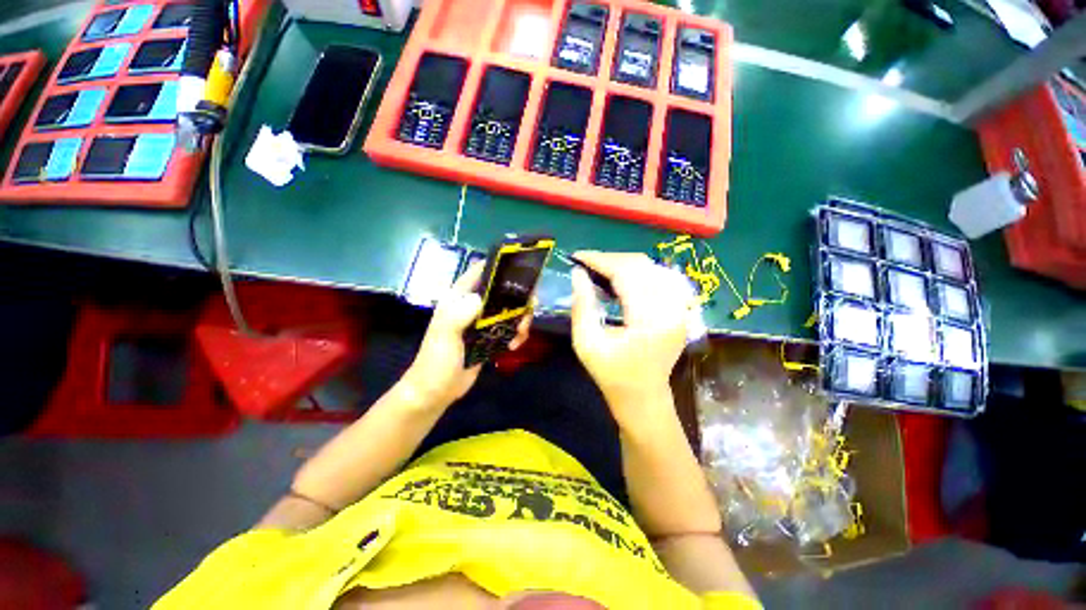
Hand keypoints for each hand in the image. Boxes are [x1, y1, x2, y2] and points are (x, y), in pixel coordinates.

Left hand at [399, 262, 531, 409]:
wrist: (436, 391)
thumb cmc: (437, 361)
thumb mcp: (445, 336)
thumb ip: (458, 315)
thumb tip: (481, 298)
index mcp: (459, 298)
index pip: (480, 272)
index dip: (500, 266)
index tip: (523, 270)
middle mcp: (473, 305)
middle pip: (503, 291)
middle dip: (519, 299)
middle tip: (527, 313)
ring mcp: (483, 322)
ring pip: (511, 310)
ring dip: (521, 320)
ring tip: (519, 335)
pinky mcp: (490, 337)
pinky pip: (510, 328)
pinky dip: (517, 334)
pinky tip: (514, 346)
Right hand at [570, 252, 693, 423]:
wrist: (643, 396)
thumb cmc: (612, 375)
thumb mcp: (587, 343)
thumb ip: (582, 305)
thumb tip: (577, 273)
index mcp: (649, 320)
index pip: (626, 274)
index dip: (600, 260)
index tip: (578, 256)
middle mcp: (671, 309)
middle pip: (642, 266)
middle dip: (611, 259)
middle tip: (587, 263)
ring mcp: (681, 308)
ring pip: (654, 267)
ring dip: (626, 264)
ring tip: (603, 269)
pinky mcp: (681, 310)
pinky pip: (663, 277)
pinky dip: (642, 272)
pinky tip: (626, 278)